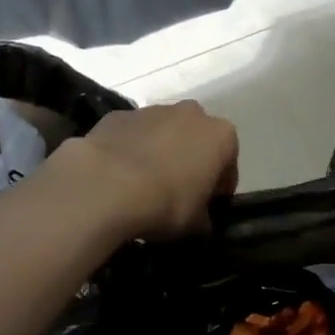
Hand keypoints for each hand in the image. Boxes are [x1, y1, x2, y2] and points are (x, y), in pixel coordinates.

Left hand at [46, 102, 238, 240]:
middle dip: (190, 162)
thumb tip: (200, 222)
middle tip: (177, 194)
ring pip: (163, 133)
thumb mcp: (196, 225)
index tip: (207, 207)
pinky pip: (131, 135)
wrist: (106, 186)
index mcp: (221, 136)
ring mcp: (151, 110)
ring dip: (159, 153)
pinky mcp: (117, 115)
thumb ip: (204, 219)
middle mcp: (191, 113)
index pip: (228, 164)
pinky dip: (129, 151)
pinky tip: (118, 177)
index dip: (219, 189)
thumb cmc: (166, 204)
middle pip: (196, 140)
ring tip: (143, 187)